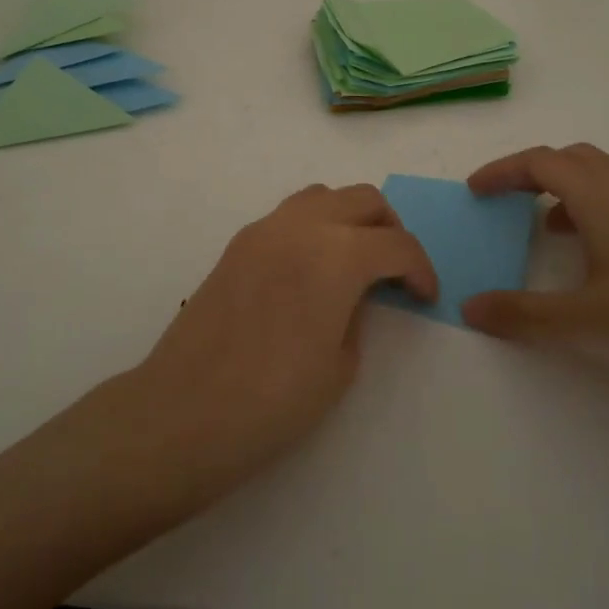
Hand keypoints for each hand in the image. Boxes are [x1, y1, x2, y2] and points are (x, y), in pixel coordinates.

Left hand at [130, 183, 435, 495]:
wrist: (185, 412)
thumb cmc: (274, 400)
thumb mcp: (341, 364)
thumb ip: (358, 314)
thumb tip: (354, 293)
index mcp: (337, 254)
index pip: (397, 243)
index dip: (420, 268)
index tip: (423, 296)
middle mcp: (302, 226)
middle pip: (363, 199)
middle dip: (389, 229)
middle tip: (394, 270)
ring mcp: (264, 229)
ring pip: (322, 196)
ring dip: (349, 218)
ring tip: (352, 261)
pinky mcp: (238, 244)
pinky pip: (288, 215)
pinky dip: (313, 227)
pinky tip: (309, 270)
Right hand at [464, 143, 608, 376]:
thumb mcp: (583, 324)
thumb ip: (522, 316)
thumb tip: (469, 306)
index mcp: (599, 198)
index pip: (539, 162)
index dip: (502, 171)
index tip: (476, 190)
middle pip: (572, 158)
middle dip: (533, 172)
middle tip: (509, 200)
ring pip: (603, 176)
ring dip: (567, 190)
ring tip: (550, 228)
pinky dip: (597, 209)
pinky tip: (603, 256)